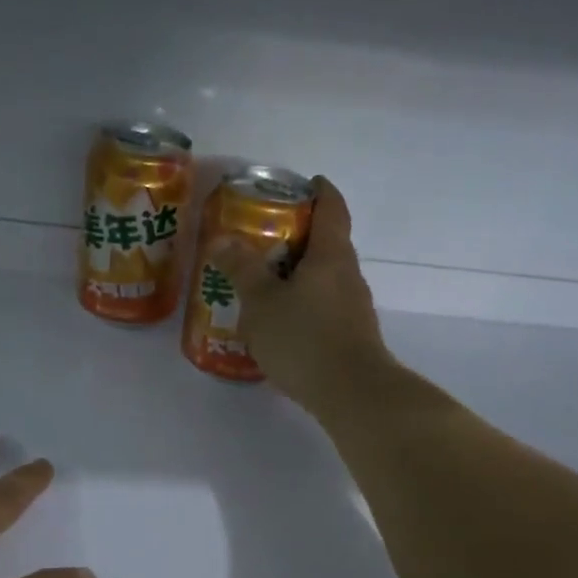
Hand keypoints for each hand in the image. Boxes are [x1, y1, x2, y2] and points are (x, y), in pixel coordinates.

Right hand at [210, 176, 393, 413]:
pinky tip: (280, 318)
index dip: (319, 190)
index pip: (332, 206)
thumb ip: (242, 269)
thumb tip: (223, 240)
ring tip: (263, 278)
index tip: (302, 183)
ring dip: (298, 271)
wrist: (352, 394)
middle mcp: (348, 274)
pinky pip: (324, 304)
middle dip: (299, 234)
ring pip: (325, 276)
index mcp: (331, 254)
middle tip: (262, 235)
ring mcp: (354, 306)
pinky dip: (303, 300)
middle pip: (328, 241)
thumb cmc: (305, 338)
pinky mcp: (351, 334)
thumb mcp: (262, 301)